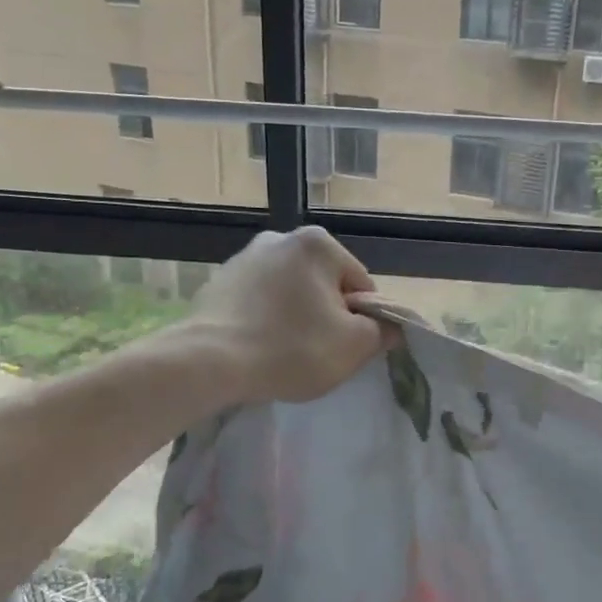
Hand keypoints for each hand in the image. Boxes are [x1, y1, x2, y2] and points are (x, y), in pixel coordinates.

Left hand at [189, 227, 387, 402]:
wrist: (210, 362)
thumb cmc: (292, 348)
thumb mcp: (354, 346)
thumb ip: (383, 331)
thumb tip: (390, 326)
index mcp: (318, 243)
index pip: (361, 286)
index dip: (362, 321)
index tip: (347, 348)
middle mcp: (280, 238)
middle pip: (325, 286)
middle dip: (327, 316)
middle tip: (318, 353)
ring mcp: (244, 258)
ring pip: (291, 294)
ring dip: (296, 318)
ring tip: (285, 353)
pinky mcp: (218, 282)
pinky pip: (259, 303)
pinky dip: (266, 321)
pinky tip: (259, 347)